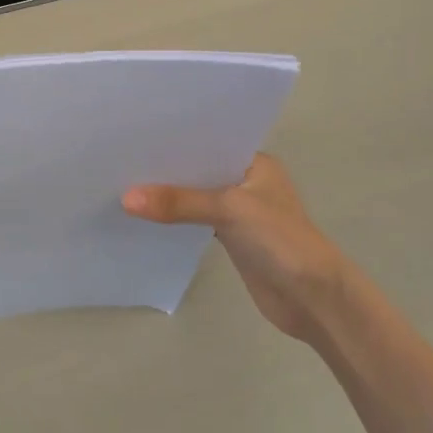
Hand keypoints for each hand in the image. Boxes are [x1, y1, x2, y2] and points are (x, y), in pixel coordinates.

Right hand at [123, 154, 346, 344]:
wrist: (311, 296)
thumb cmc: (280, 239)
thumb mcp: (229, 210)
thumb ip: (179, 203)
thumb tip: (126, 198)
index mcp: (255, 163)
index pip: (210, 143)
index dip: (176, 141)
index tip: (136, 136)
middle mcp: (247, 182)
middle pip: (200, 171)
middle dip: (167, 169)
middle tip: (121, 159)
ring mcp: (240, 212)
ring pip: (197, 197)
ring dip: (170, 196)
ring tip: (124, 185)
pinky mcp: (233, 239)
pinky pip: (197, 222)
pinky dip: (176, 221)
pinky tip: (146, 218)